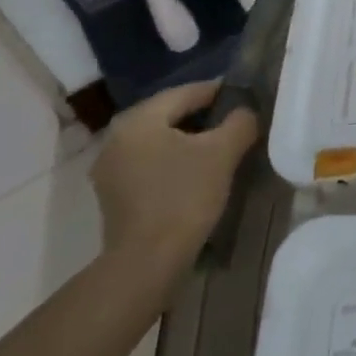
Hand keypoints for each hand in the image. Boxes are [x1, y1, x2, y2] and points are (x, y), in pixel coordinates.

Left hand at [90, 81, 258, 287]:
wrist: (147, 263)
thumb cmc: (184, 197)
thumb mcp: (223, 152)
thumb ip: (240, 122)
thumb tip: (245, 112)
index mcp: (139, 119)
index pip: (186, 92)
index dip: (218, 93)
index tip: (244, 98)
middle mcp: (117, 137)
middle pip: (169, 115)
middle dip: (203, 116)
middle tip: (234, 123)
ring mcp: (110, 168)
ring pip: (158, 140)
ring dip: (187, 140)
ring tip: (219, 148)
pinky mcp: (113, 194)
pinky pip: (149, 162)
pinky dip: (172, 160)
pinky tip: (195, 172)